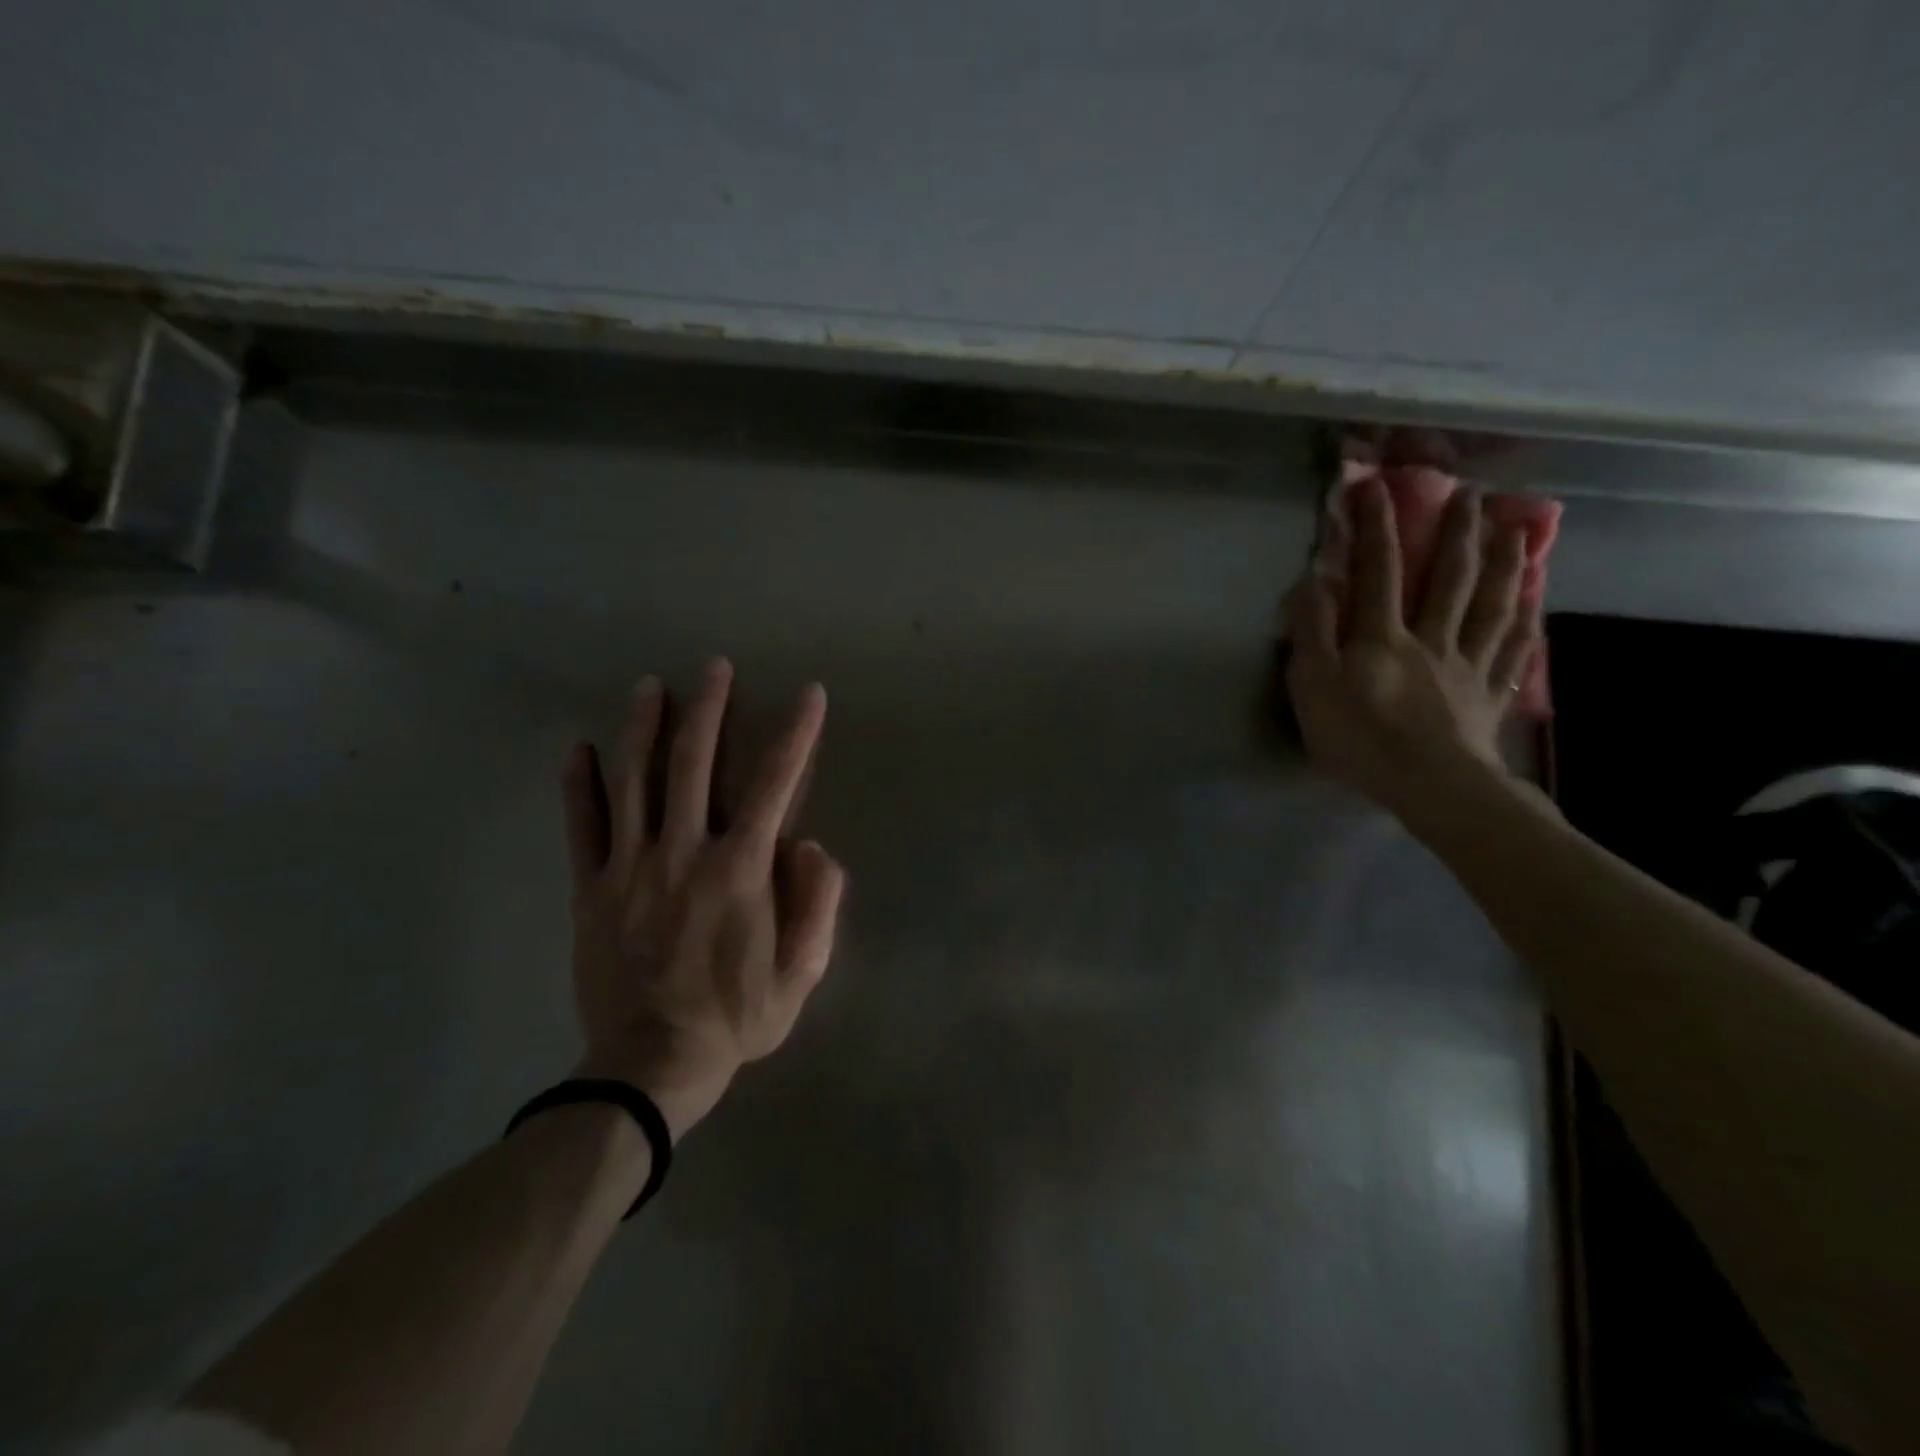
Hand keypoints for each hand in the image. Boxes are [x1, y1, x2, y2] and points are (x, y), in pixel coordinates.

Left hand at [560, 660, 845, 1139]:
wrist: (649, 1066)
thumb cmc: (736, 1018)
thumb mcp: (802, 972)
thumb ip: (817, 902)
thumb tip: (808, 842)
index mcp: (740, 869)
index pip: (774, 783)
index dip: (796, 733)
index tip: (809, 695)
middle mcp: (684, 852)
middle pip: (694, 763)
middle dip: (709, 709)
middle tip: (715, 667)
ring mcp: (630, 867)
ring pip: (635, 781)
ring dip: (643, 727)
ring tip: (650, 685)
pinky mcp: (591, 888)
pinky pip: (583, 826)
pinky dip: (580, 784)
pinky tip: (580, 747)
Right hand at [1286, 474, 1537, 821]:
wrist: (1429, 784)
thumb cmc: (1360, 737)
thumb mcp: (1314, 686)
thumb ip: (1312, 633)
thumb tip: (1314, 581)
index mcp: (1382, 636)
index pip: (1379, 571)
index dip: (1377, 527)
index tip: (1376, 486)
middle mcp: (1431, 638)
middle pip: (1450, 578)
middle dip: (1457, 532)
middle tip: (1472, 494)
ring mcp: (1467, 665)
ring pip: (1493, 606)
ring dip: (1506, 565)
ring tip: (1517, 531)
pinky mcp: (1489, 695)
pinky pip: (1513, 652)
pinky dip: (1526, 624)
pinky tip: (1537, 605)